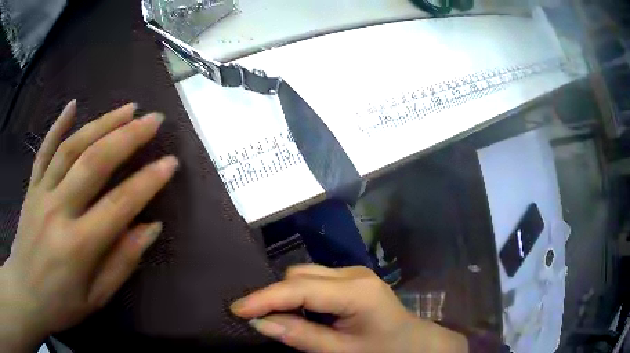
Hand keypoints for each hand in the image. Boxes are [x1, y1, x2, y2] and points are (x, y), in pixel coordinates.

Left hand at [0, 101, 177, 351]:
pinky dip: (58, 124)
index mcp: (77, 246)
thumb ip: (122, 262)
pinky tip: (73, 105)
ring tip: (127, 108)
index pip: (119, 205)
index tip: (171, 162)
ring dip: (101, 123)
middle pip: (93, 163)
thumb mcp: (96, 298)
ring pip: (71, 148)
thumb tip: (151, 228)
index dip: (148, 182)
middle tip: (153, 120)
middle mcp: (57, 211)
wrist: (26, 292)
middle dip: (127, 137)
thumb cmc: (61, 304)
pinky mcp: (31, 187)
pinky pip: (44, 150)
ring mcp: (41, 193)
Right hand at [231, 265, 468, 352]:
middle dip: (275, 296)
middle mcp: (353, 272)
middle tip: (258, 319)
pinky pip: (314, 279)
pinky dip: (299, 294)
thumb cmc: (382, 350)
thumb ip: (300, 336)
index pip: (300, 288)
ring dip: (286, 294)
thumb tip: (259, 322)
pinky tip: (301, 312)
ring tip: (280, 318)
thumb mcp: (341, 351)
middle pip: (300, 275)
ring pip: (304, 274)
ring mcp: (353, 271)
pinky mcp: (350, 277)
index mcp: (356, 291)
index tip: (236, 309)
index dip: (265, 298)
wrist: (412, 342)